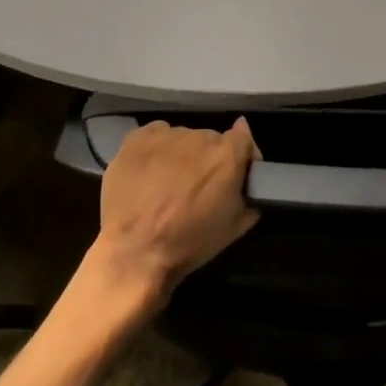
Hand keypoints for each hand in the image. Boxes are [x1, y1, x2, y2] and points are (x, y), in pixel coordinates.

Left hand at [95, 119, 260, 300]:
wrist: (135, 250)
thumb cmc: (188, 243)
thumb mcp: (232, 229)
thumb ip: (248, 197)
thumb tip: (250, 178)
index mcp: (226, 156)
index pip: (243, 138)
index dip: (242, 154)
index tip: (236, 173)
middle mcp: (199, 137)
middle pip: (210, 139)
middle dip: (208, 159)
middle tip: (197, 186)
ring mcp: (166, 135)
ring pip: (181, 138)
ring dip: (181, 155)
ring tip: (168, 183)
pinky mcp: (137, 137)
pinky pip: (155, 135)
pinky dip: (156, 149)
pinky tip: (148, 172)